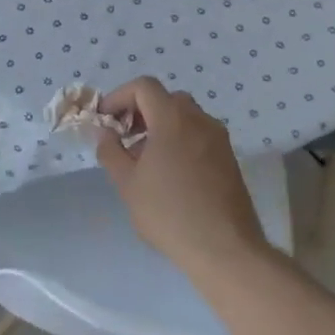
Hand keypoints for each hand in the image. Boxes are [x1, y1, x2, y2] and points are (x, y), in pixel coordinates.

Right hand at [96, 77, 274, 276]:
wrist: (224, 248)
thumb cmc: (168, 212)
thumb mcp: (127, 183)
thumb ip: (110, 151)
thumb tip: (105, 133)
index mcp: (172, 119)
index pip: (144, 86)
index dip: (119, 97)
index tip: (105, 120)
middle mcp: (200, 120)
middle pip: (166, 99)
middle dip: (140, 111)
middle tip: (124, 137)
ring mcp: (219, 139)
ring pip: (184, 117)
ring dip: (160, 126)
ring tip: (144, 159)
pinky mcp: (229, 158)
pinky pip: (198, 135)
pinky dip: (179, 140)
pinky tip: (168, 173)